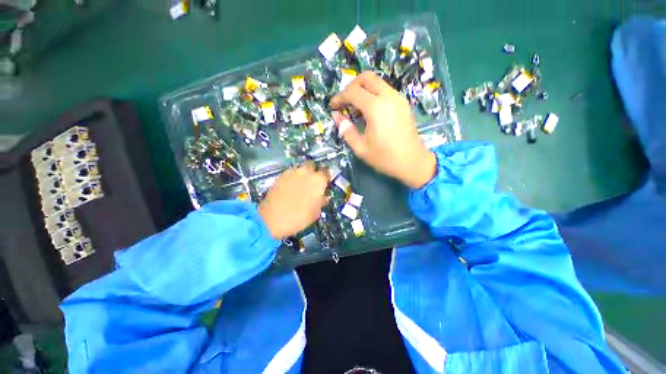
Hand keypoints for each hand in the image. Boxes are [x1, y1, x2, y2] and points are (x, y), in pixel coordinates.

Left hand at [258, 162, 328, 238]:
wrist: (272, 219)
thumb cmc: (299, 218)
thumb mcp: (315, 213)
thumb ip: (321, 201)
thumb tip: (324, 197)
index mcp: (318, 181)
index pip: (326, 172)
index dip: (326, 177)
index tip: (325, 181)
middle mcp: (306, 172)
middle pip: (313, 165)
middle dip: (314, 171)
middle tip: (313, 182)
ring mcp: (292, 172)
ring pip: (301, 168)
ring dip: (303, 173)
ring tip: (301, 183)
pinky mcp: (281, 175)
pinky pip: (290, 172)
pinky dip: (292, 177)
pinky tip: (290, 186)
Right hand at [330, 72, 436, 188]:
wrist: (413, 162)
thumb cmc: (385, 158)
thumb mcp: (361, 148)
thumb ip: (346, 130)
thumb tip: (336, 116)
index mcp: (376, 108)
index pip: (352, 92)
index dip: (339, 97)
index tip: (332, 107)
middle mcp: (388, 97)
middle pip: (366, 77)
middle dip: (351, 86)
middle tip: (344, 102)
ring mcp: (398, 98)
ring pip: (377, 82)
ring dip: (363, 89)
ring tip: (355, 108)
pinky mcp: (403, 103)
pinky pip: (385, 90)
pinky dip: (373, 94)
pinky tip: (369, 111)